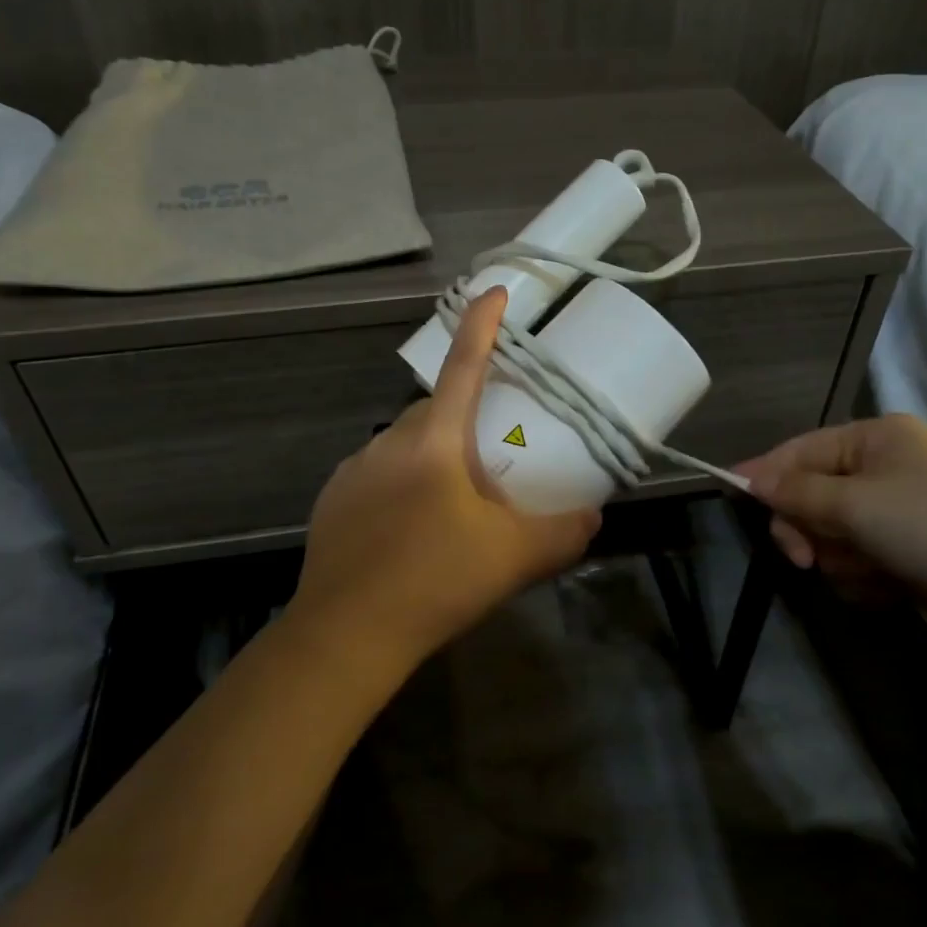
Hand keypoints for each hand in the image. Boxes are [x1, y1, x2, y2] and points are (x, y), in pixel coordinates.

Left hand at [290, 288, 601, 666]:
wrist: (348, 634)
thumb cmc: (437, 581)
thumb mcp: (515, 558)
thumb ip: (564, 532)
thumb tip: (593, 517)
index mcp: (435, 440)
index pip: (463, 364)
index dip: (482, 325)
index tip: (494, 292)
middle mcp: (389, 441)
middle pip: (435, 409)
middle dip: (464, 417)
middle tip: (490, 461)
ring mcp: (354, 469)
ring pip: (405, 444)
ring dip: (433, 456)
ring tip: (452, 505)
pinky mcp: (333, 500)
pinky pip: (378, 475)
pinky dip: (402, 485)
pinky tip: (410, 530)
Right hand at [736, 414, 926, 626]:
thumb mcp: (854, 504)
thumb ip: (795, 491)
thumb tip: (748, 478)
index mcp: (878, 437)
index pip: (803, 449)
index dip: (767, 472)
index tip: (731, 493)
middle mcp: (889, 465)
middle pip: (815, 493)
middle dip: (810, 528)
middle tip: (804, 558)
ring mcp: (903, 509)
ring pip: (835, 532)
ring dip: (840, 557)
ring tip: (870, 572)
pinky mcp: (913, 549)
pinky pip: (861, 557)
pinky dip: (865, 575)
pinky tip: (889, 586)